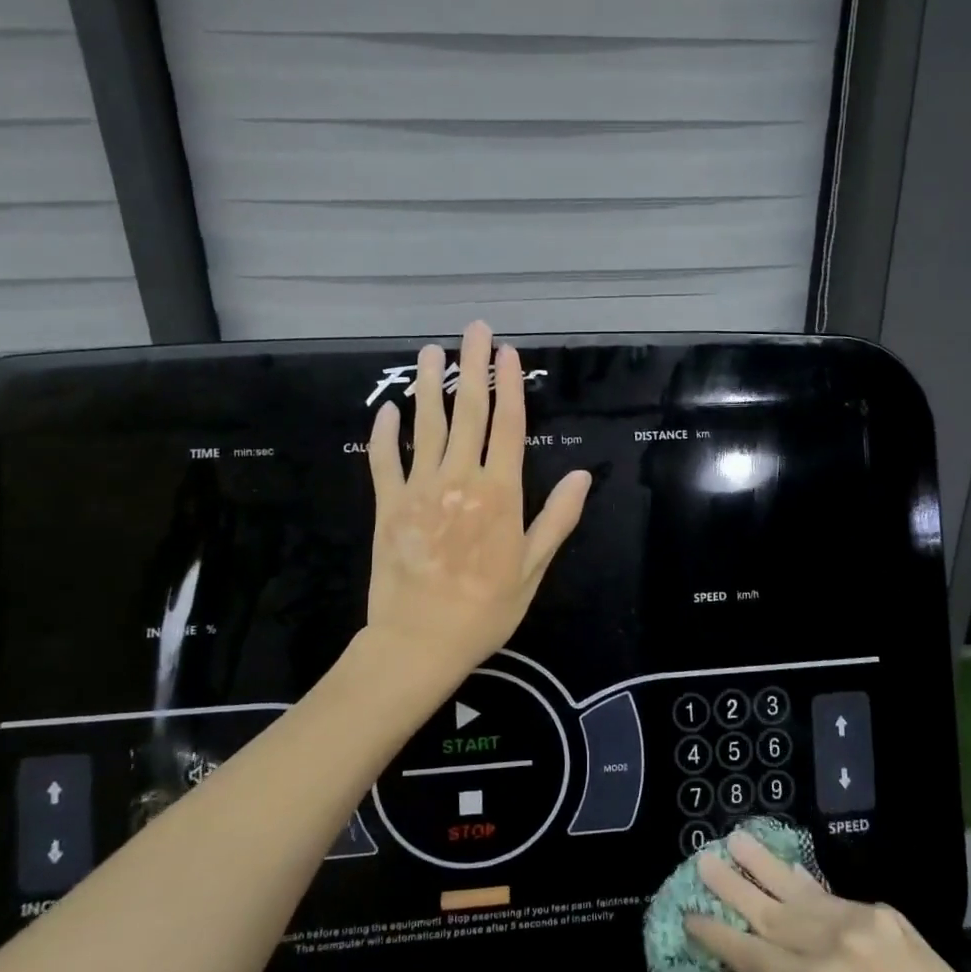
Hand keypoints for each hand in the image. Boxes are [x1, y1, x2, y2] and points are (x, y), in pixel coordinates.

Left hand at [365, 321, 590, 682]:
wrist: (420, 642)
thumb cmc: (486, 609)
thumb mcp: (533, 568)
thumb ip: (557, 518)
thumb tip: (585, 475)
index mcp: (499, 494)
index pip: (507, 426)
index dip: (509, 385)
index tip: (509, 352)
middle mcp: (460, 480)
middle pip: (467, 412)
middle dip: (472, 367)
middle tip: (474, 329)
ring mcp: (419, 489)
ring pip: (425, 426)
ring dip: (429, 386)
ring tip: (430, 351)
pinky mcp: (388, 505)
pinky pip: (384, 460)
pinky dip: (385, 433)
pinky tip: (387, 410)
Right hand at [688, 831, 970, 971]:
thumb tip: (773, 959)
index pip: (752, 955)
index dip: (718, 936)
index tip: (690, 915)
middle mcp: (834, 945)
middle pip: (770, 913)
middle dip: (732, 887)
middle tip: (702, 859)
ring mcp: (861, 920)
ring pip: (797, 891)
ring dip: (763, 867)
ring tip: (735, 839)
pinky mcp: (883, 910)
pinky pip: (832, 898)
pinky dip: (805, 888)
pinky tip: (786, 872)